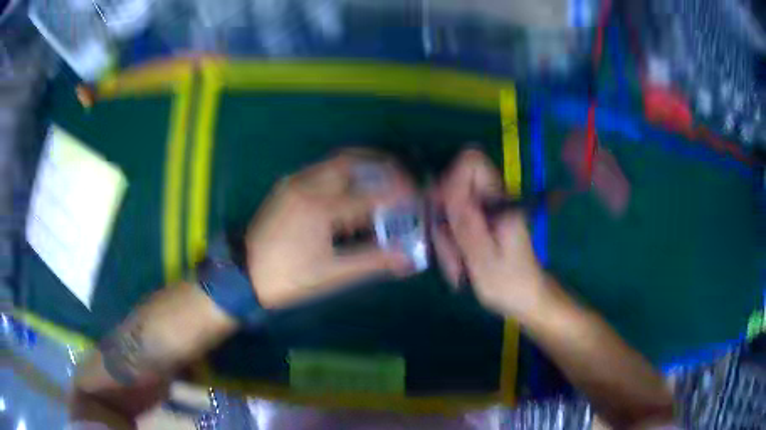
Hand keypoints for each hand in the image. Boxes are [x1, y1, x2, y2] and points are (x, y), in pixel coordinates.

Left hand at [245, 151, 415, 308]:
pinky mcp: (287, 186)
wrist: (243, 274)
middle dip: (382, 165)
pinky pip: (322, 170)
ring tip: (384, 179)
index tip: (417, 196)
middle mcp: (306, 185)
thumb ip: (372, 262)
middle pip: (351, 161)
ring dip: (363, 166)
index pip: (368, 194)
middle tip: (403, 177)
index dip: (397, 194)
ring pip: (335, 162)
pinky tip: (353, 191)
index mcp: (318, 208)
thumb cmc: (287, 277)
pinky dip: (345, 174)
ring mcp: (294, 182)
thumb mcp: (331, 274)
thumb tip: (407, 258)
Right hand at [431, 149, 547, 318]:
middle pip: (455, 186)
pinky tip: (458, 263)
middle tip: (448, 249)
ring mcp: (487, 211)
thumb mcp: (483, 257)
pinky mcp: (482, 223)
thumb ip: (465, 222)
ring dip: (446, 235)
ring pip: (452, 207)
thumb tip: (443, 187)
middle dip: (443, 215)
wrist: (527, 298)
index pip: (472, 162)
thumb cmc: (509, 283)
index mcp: (500, 202)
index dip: (450, 178)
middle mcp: (493, 200)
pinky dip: (451, 242)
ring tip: (456, 264)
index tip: (441, 209)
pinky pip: (456, 222)